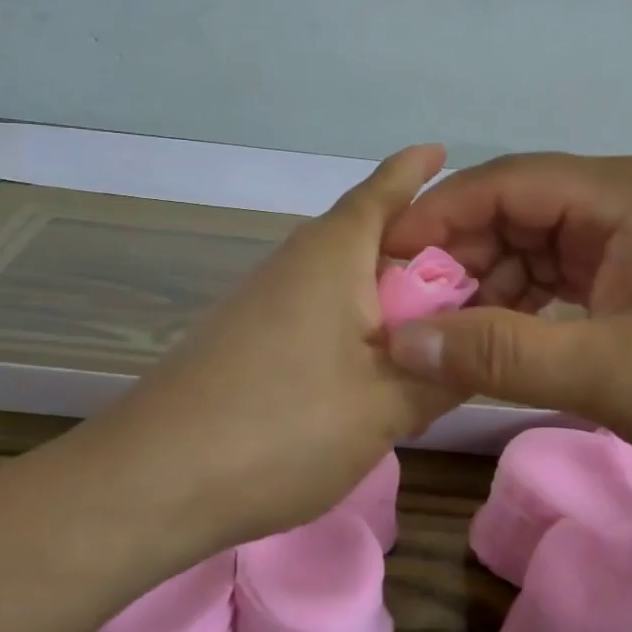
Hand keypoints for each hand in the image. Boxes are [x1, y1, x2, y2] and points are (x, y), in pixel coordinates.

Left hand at [108, 145, 460, 550]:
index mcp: (333, 255)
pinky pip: (317, 310)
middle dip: (415, 244)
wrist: (153, 480)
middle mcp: (295, 262)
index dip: (413, 170)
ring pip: (341, 279)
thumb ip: (442, 375)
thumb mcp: (386, 406)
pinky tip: (371, 365)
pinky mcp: (245, 337)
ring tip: (431, 324)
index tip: (440, 150)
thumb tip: (479, 351)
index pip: (382, 192)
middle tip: (470, 268)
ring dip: (385, 291)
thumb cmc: (283, 426)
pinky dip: (355, 323)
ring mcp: (263, 300)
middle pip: (365, 236)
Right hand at [379, 152, 631, 498]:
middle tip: (413, 305)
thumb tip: (400, 341)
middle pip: (519, 208)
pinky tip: (499, 333)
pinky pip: (561, 268)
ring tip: (450, 327)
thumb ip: (497, 353)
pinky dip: (524, 298)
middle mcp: (628, 197)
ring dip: (490, 280)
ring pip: (535, 240)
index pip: (509, 181)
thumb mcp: (604, 374)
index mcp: (626, 193)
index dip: (441, 215)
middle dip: (463, 253)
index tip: (387, 258)